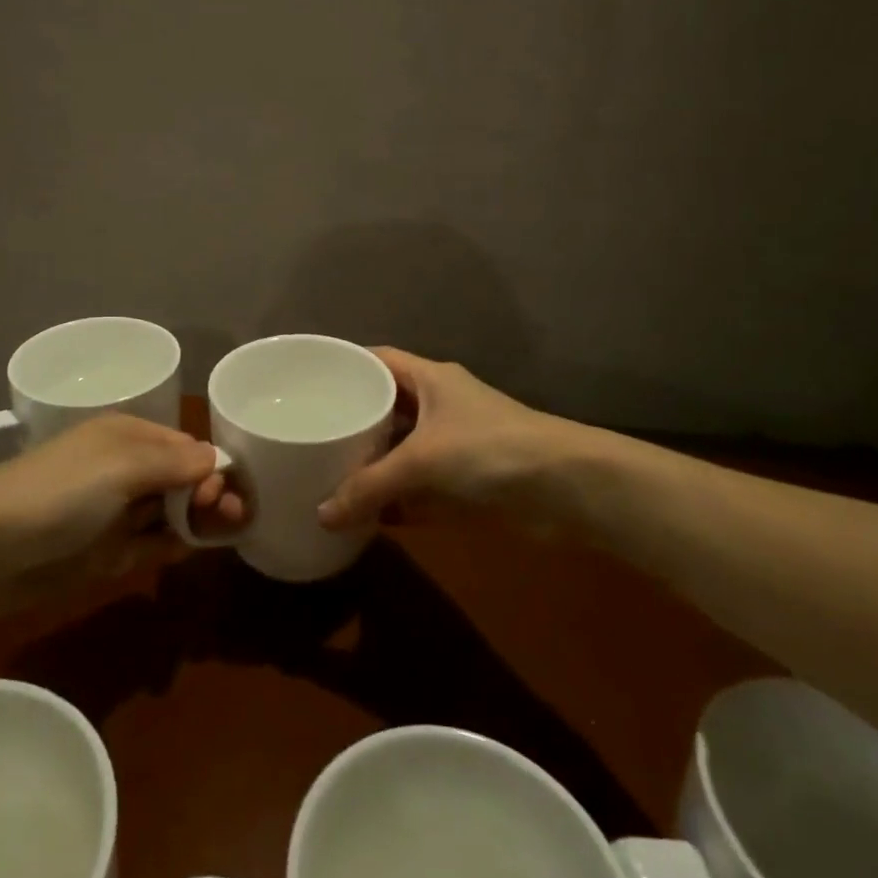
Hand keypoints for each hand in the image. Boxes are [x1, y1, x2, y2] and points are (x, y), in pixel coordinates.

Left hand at [0, 415, 243, 614]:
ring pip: (168, 513)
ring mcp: (113, 514)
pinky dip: (171, 546)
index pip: (185, 447)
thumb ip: (174, 464)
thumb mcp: (121, 466)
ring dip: (197, 520)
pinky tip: (190, 550)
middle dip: (210, 493)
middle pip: (181, 480)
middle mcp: (124, 471)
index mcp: (128, 438)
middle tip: (237, 516)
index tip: (225, 492)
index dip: (211, 466)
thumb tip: (216, 460)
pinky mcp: (103, 554)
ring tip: (229, 532)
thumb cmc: (60, 492)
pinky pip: (148, 546)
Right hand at [317, 348, 585, 534]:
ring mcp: (455, 446)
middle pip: (387, 407)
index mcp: (431, 379)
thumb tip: (320, 515)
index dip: (348, 364)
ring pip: (402, 451)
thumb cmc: (489, 449)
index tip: (310, 380)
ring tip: (326, 475)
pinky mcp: (466, 485)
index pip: (380, 359)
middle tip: (310, 434)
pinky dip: (397, 502)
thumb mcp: (422, 460)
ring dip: (374, 466)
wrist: (567, 489)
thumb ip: (370, 487)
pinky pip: (420, 489)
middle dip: (353, 422)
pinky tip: (365, 517)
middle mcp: (440, 407)